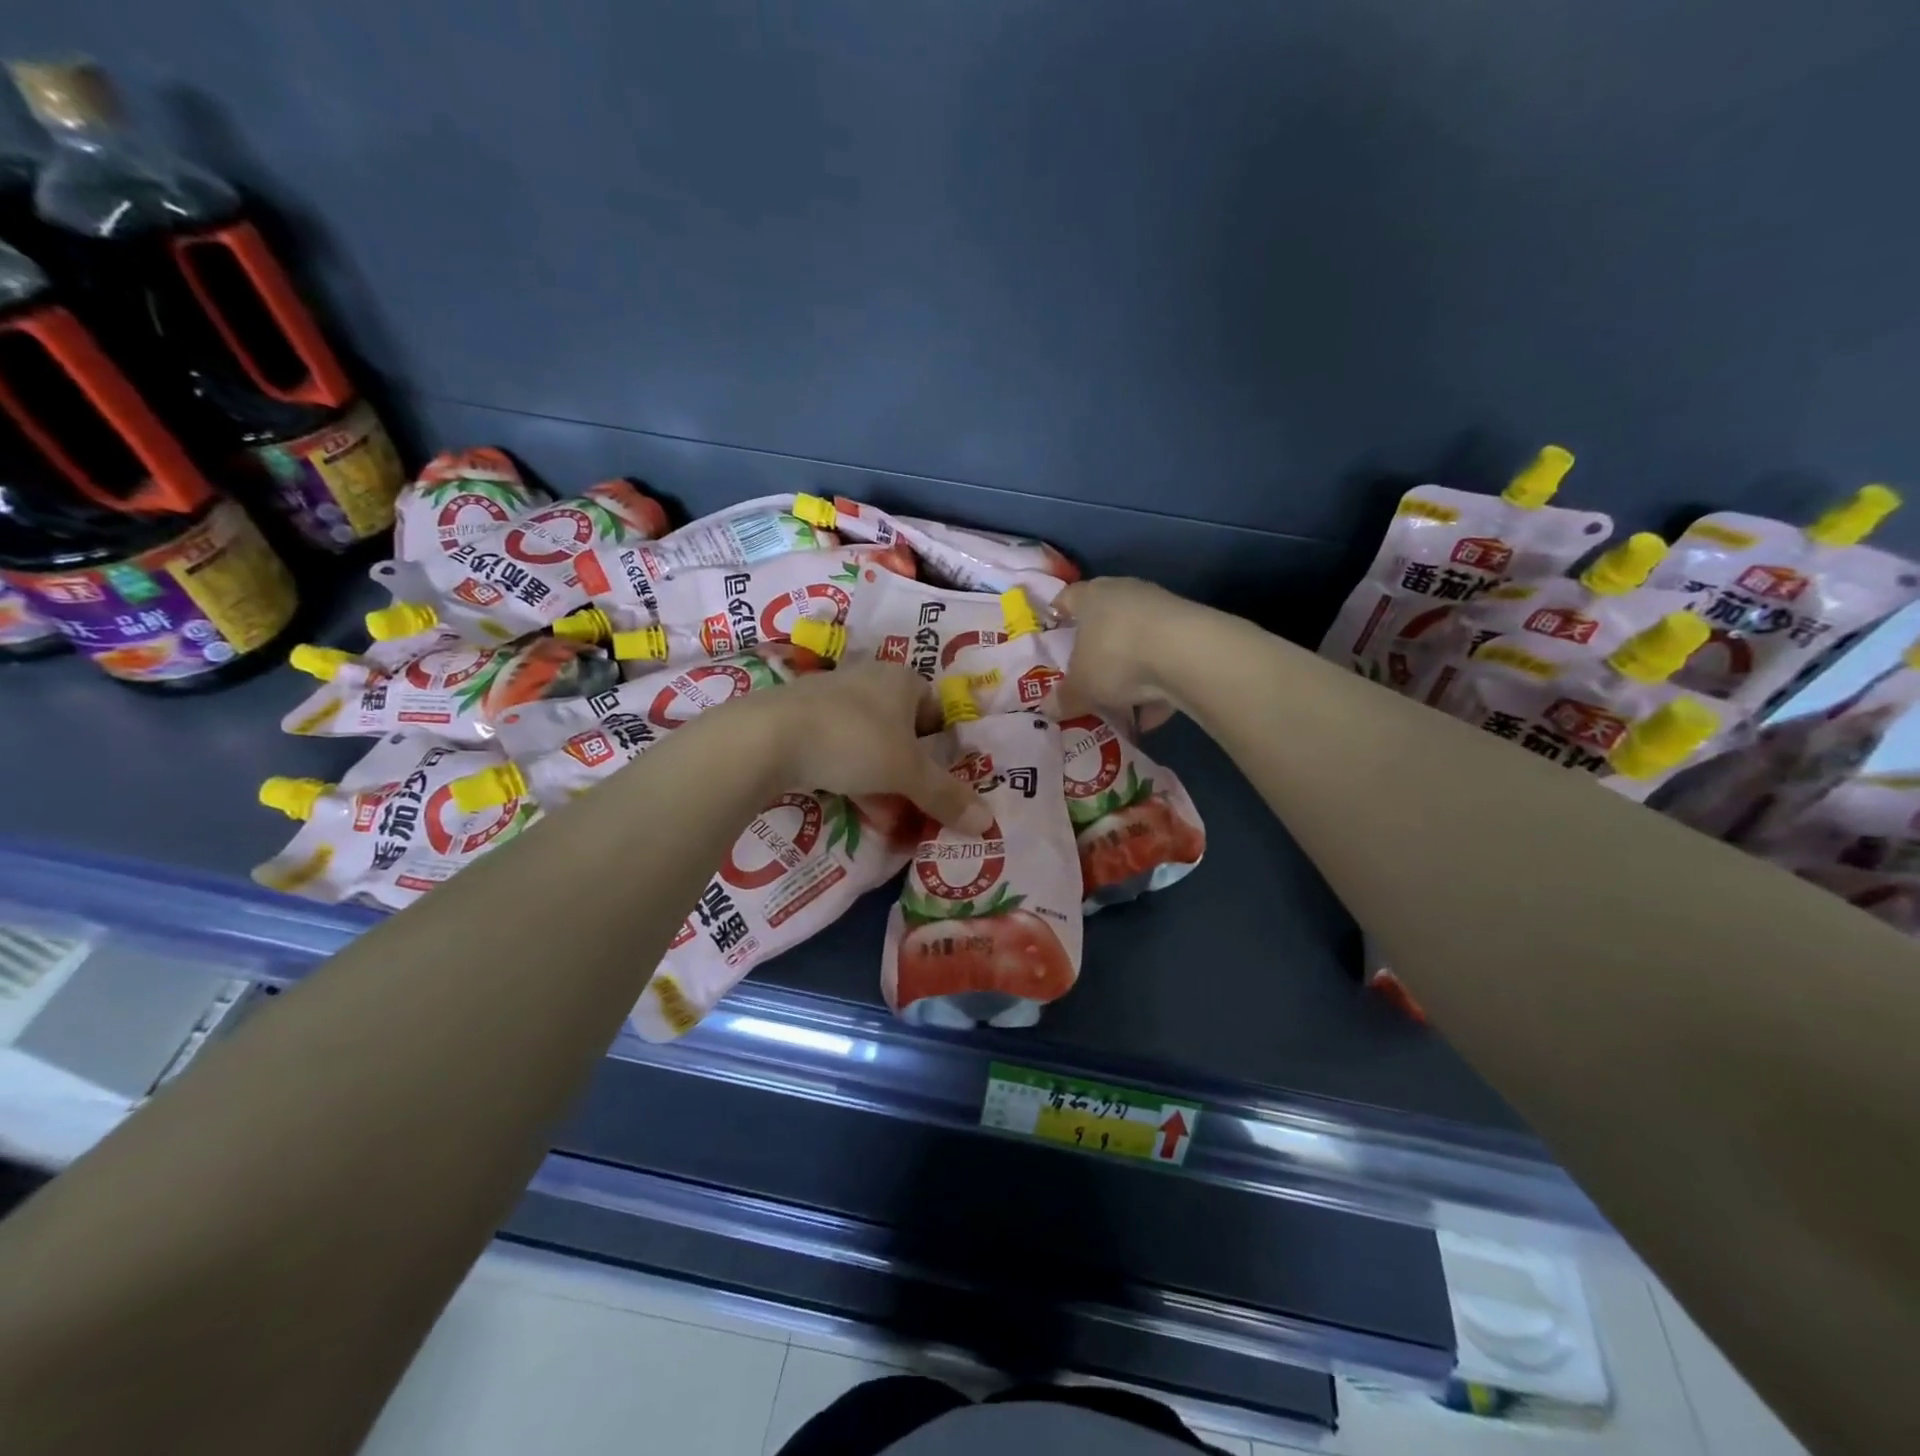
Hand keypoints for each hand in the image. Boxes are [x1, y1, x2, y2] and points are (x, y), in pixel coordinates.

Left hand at [762, 661, 992, 832]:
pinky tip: (841, 796)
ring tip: (878, 808)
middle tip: (910, 799)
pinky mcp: (798, 714)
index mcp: (901, 679)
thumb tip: (989, 823)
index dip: (939, 744)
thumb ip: (946, 796)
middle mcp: (868, 677)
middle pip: (900, 726)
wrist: (767, 737)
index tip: (936, 776)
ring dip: (876, 772)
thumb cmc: (853, 742)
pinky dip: (844, 769)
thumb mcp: (907, 773)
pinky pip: (835, 744)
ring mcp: (829, 694)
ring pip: (867, 737)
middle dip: (907, 765)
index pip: (934, 708)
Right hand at [1053, 577, 1203, 729]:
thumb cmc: (1116, 657)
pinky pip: (1163, 660)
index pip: (1067, 597)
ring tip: (1122, 708)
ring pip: (1136, 642)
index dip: (1059, 614)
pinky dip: (1156, 686)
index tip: (1054, 631)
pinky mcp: (1189, 630)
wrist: (1187, 653)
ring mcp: (1161, 609)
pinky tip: (1152, 716)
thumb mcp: (1082, 686)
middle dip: (1096, 651)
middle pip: (1104, 620)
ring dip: (1129, 673)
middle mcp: (1125, 594)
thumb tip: (1048, 708)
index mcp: (1091, 596)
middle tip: (1087, 677)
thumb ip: (1064, 698)